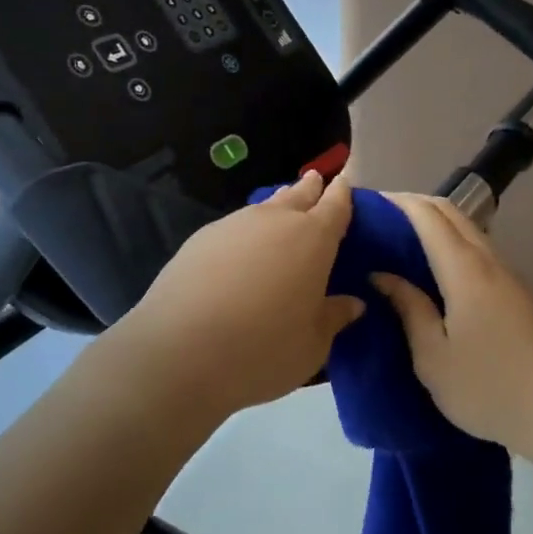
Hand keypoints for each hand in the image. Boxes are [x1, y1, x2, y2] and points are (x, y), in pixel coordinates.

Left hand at [119, 171, 366, 419]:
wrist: (179, 353)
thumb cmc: (263, 349)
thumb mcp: (313, 344)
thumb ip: (334, 317)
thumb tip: (353, 303)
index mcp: (313, 238)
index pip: (335, 205)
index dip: (342, 194)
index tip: (345, 183)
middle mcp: (275, 220)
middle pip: (298, 195)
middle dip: (310, 188)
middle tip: (316, 181)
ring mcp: (234, 225)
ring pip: (263, 208)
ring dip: (276, 208)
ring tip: (281, 211)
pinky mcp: (200, 239)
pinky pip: (235, 226)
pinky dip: (246, 232)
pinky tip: (241, 250)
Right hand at [370, 193, 532, 456]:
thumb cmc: (489, 387)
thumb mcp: (433, 357)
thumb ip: (409, 309)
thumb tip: (382, 275)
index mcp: (464, 269)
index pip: (427, 215)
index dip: (397, 202)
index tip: (367, 204)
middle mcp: (488, 260)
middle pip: (451, 212)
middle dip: (415, 204)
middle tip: (379, 219)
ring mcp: (506, 275)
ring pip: (467, 229)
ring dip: (435, 223)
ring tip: (400, 240)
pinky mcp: (516, 293)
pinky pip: (476, 249)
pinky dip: (450, 242)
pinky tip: (434, 268)